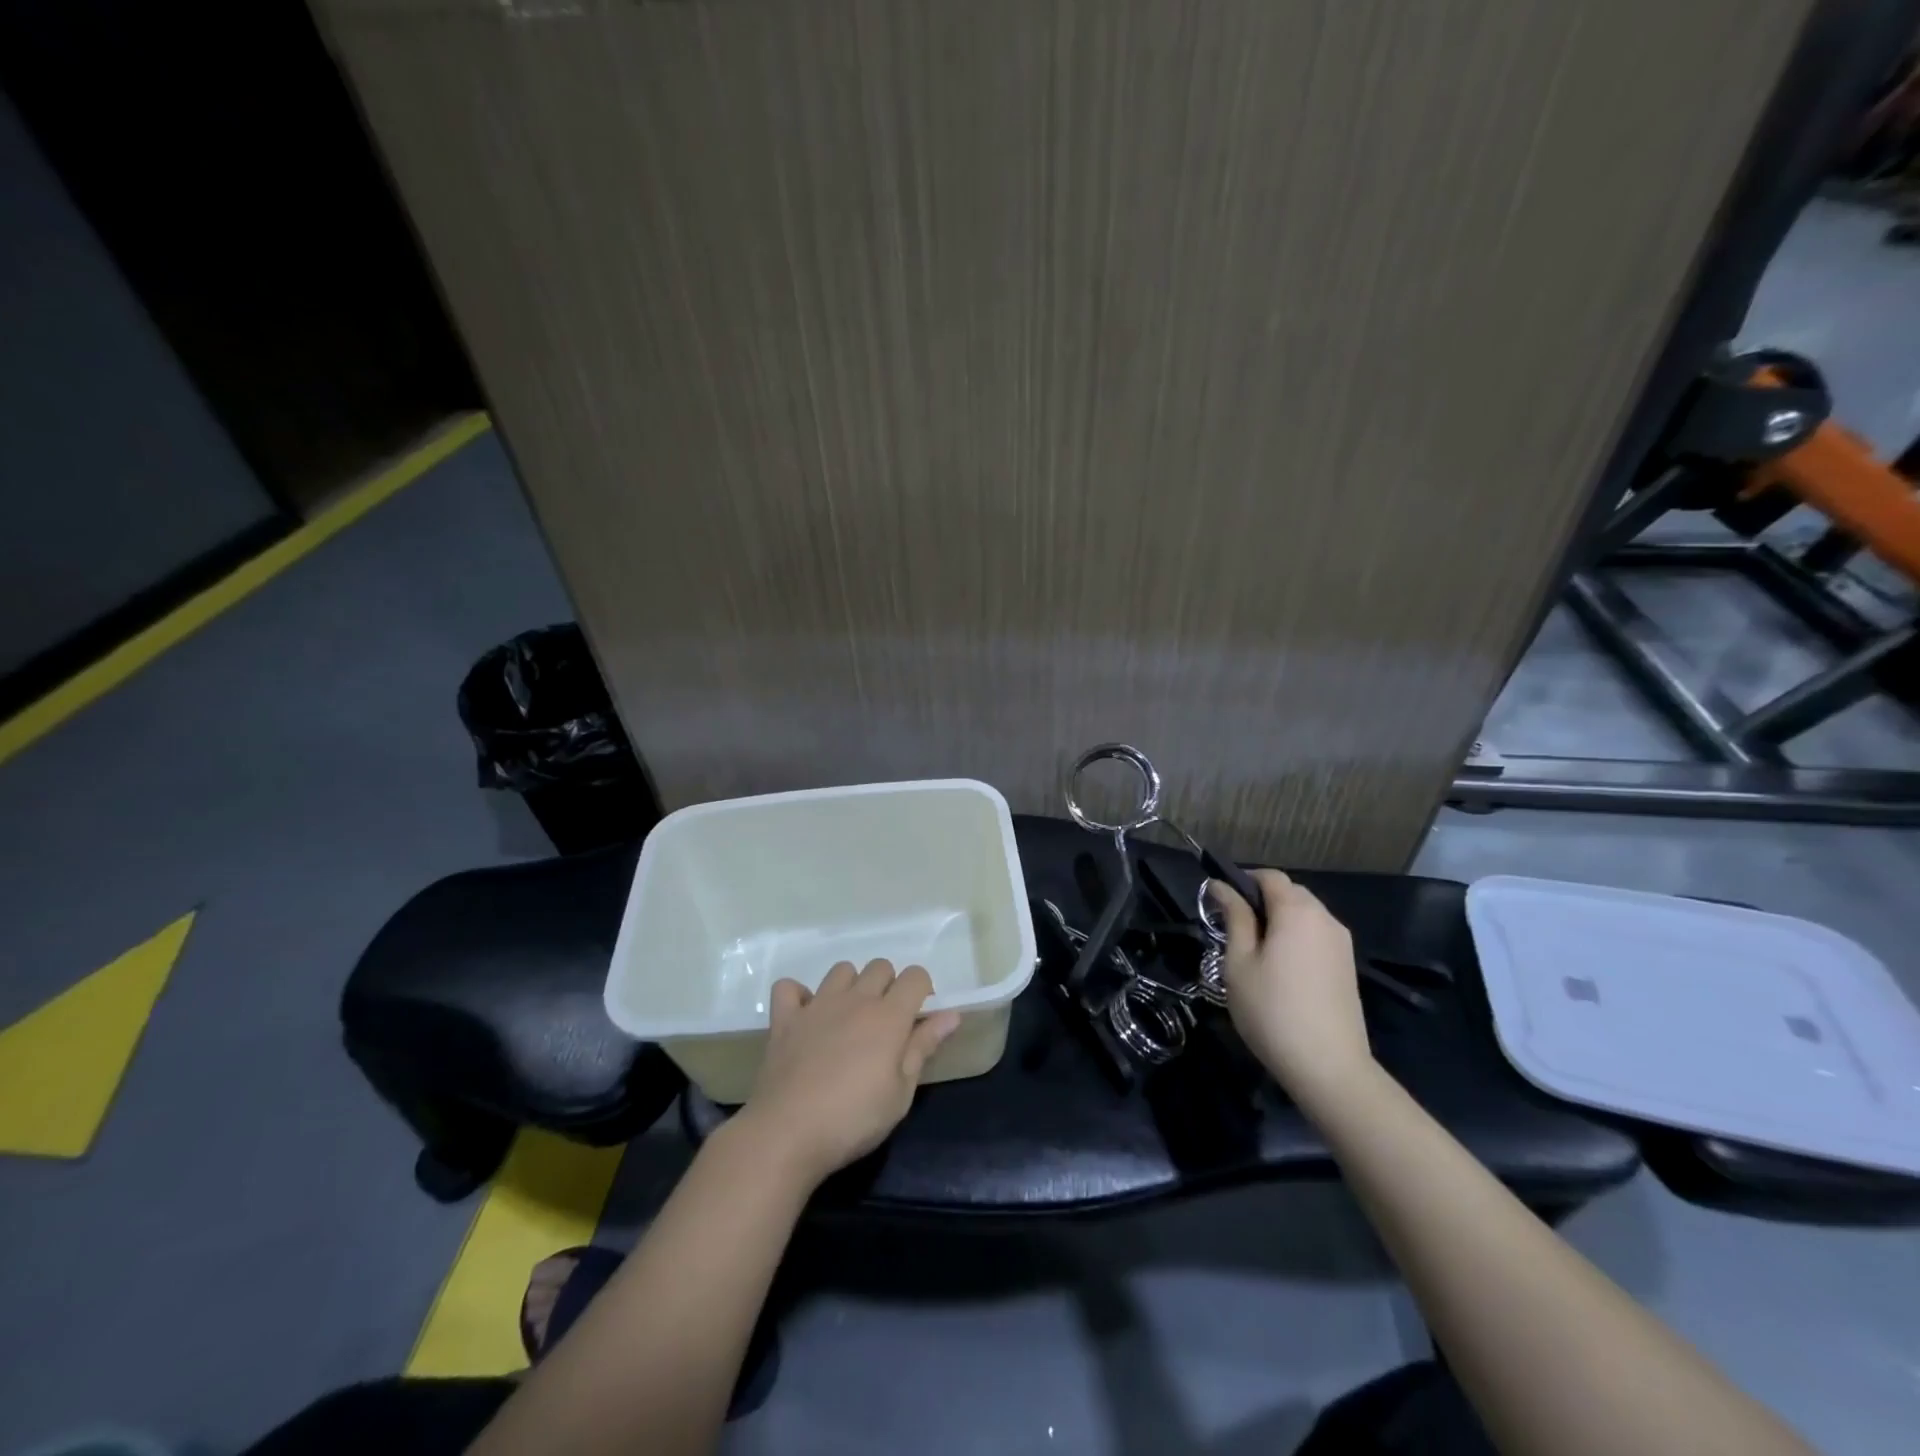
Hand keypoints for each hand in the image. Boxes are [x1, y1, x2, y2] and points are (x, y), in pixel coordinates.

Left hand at [738, 959, 960, 1188]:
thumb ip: (924, 1047)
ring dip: (851, 986)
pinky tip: (806, 1017)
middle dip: (889, 985)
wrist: (787, 1133)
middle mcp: (855, 999)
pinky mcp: (785, 1019)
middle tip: (886, 1023)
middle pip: (880, 966)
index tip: (919, 1017)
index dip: (923, 989)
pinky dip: (799, 996)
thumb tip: (951, 1015)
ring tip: (849, 1018)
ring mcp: (817, 1005)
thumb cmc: (854, 1119)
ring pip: (841, 970)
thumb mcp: (900, 1093)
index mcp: (888, 1016)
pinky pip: (789, 987)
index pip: (915, 976)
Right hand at [1209, 870, 1373, 1107]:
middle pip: (1290, 892)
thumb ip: (1234, 918)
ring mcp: (1341, 943)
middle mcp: (1325, 917)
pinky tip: (1281, 968)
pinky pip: (1317, 935)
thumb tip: (1221, 886)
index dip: (1242, 881)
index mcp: (1297, 910)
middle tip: (1233, 930)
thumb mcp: (1240, 962)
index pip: (1269, 876)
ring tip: (1255, 951)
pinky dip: (1296, 938)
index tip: (1220, 903)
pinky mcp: (1348, 966)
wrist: (1329, 1068)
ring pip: (1305, 914)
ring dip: (1279, 920)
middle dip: (1260, 900)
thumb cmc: (1272, 1011)